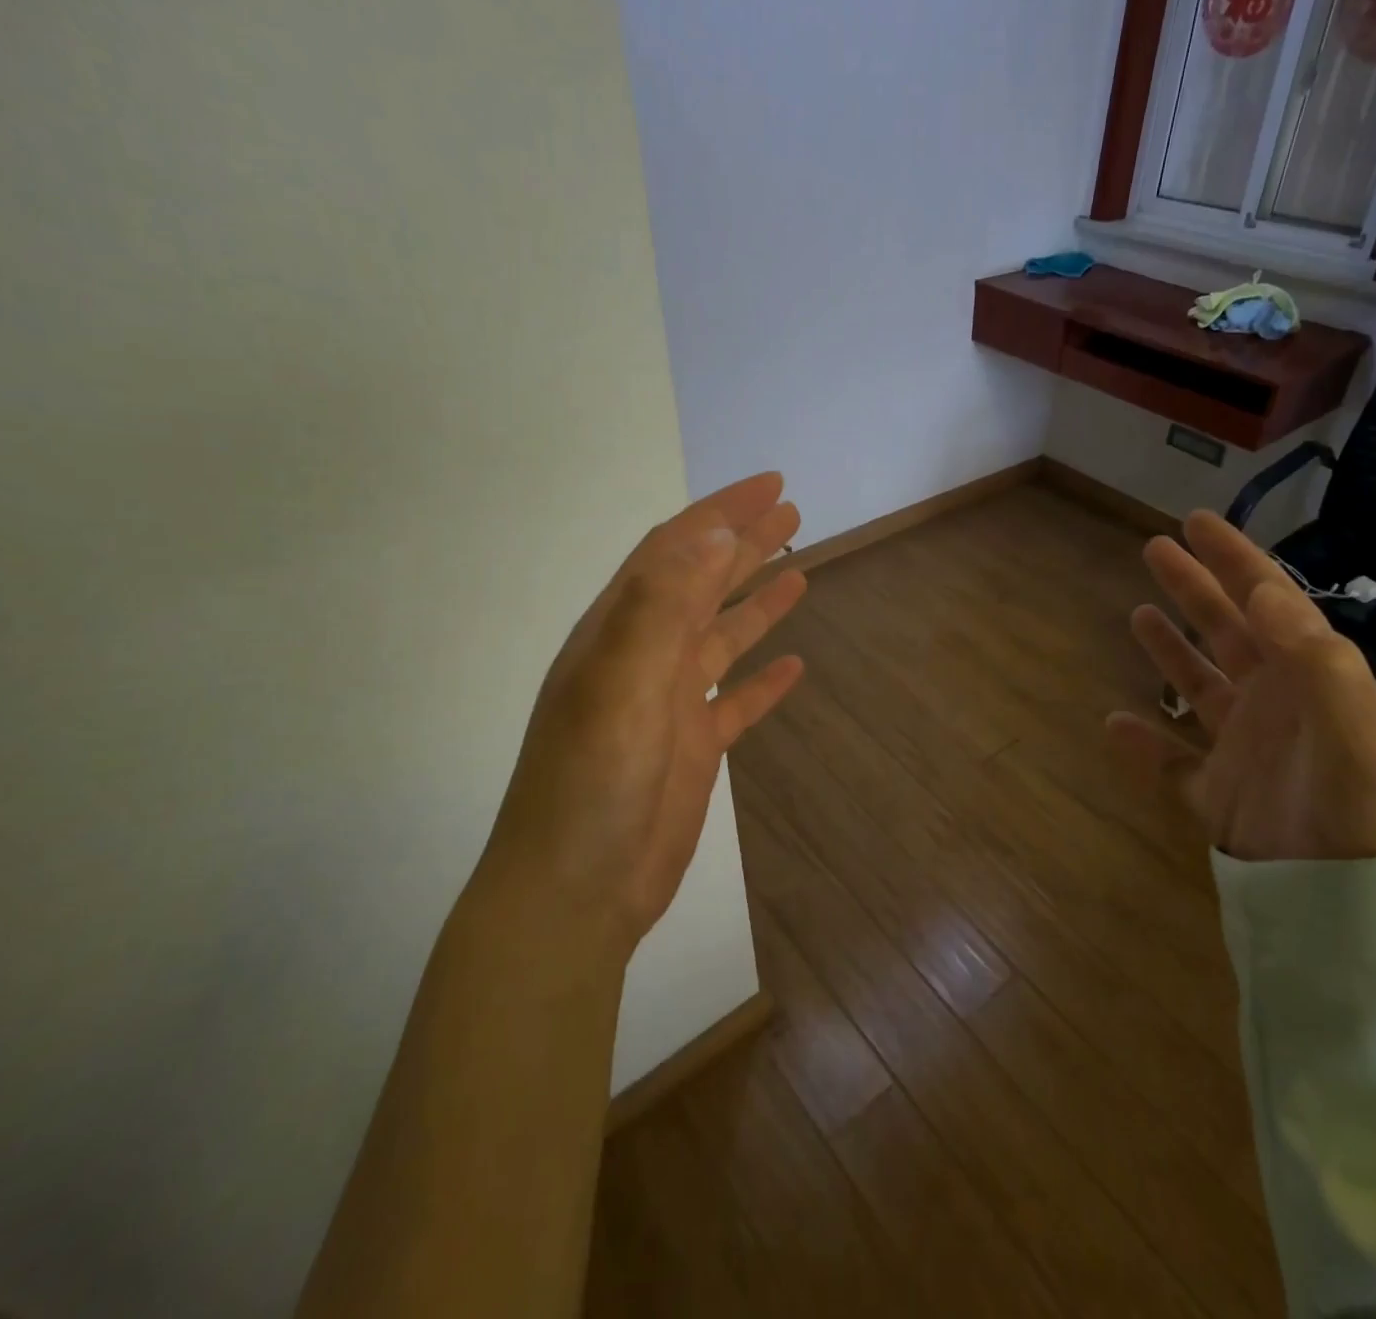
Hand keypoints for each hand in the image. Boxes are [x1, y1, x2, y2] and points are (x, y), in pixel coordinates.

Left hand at [480, 472, 806, 951]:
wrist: (575, 891)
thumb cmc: (592, 782)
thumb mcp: (621, 683)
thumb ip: (663, 605)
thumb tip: (712, 532)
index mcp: (620, 630)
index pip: (675, 549)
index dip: (721, 512)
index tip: (769, 485)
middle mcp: (644, 656)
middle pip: (703, 584)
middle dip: (745, 544)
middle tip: (793, 512)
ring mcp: (670, 703)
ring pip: (722, 636)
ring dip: (757, 601)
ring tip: (800, 569)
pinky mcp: (694, 746)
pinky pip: (736, 700)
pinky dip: (763, 680)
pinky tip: (793, 666)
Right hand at [1107, 511, 1375, 862]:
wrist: (1354, 905)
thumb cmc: (1358, 805)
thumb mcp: (1350, 722)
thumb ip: (1312, 654)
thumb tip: (1261, 589)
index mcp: (1307, 678)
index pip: (1267, 602)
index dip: (1234, 559)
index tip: (1197, 522)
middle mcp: (1274, 704)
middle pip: (1226, 632)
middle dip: (1195, 587)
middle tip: (1156, 548)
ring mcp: (1242, 749)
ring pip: (1199, 686)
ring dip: (1171, 649)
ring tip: (1139, 613)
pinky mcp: (1216, 795)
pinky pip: (1172, 764)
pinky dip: (1143, 745)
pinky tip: (1115, 724)